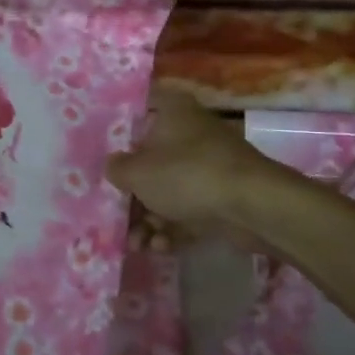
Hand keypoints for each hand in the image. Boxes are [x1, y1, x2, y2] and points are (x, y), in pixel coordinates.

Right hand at [106, 84, 276, 245]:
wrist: (252, 206)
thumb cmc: (187, 175)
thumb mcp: (137, 172)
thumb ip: (117, 168)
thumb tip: (113, 166)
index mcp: (173, 111)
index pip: (141, 107)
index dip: (120, 127)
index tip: (102, 150)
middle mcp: (191, 132)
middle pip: (151, 158)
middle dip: (132, 194)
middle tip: (116, 216)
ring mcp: (208, 165)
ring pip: (169, 189)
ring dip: (149, 219)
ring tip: (137, 244)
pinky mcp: (221, 196)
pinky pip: (189, 209)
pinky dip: (173, 227)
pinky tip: (160, 247)